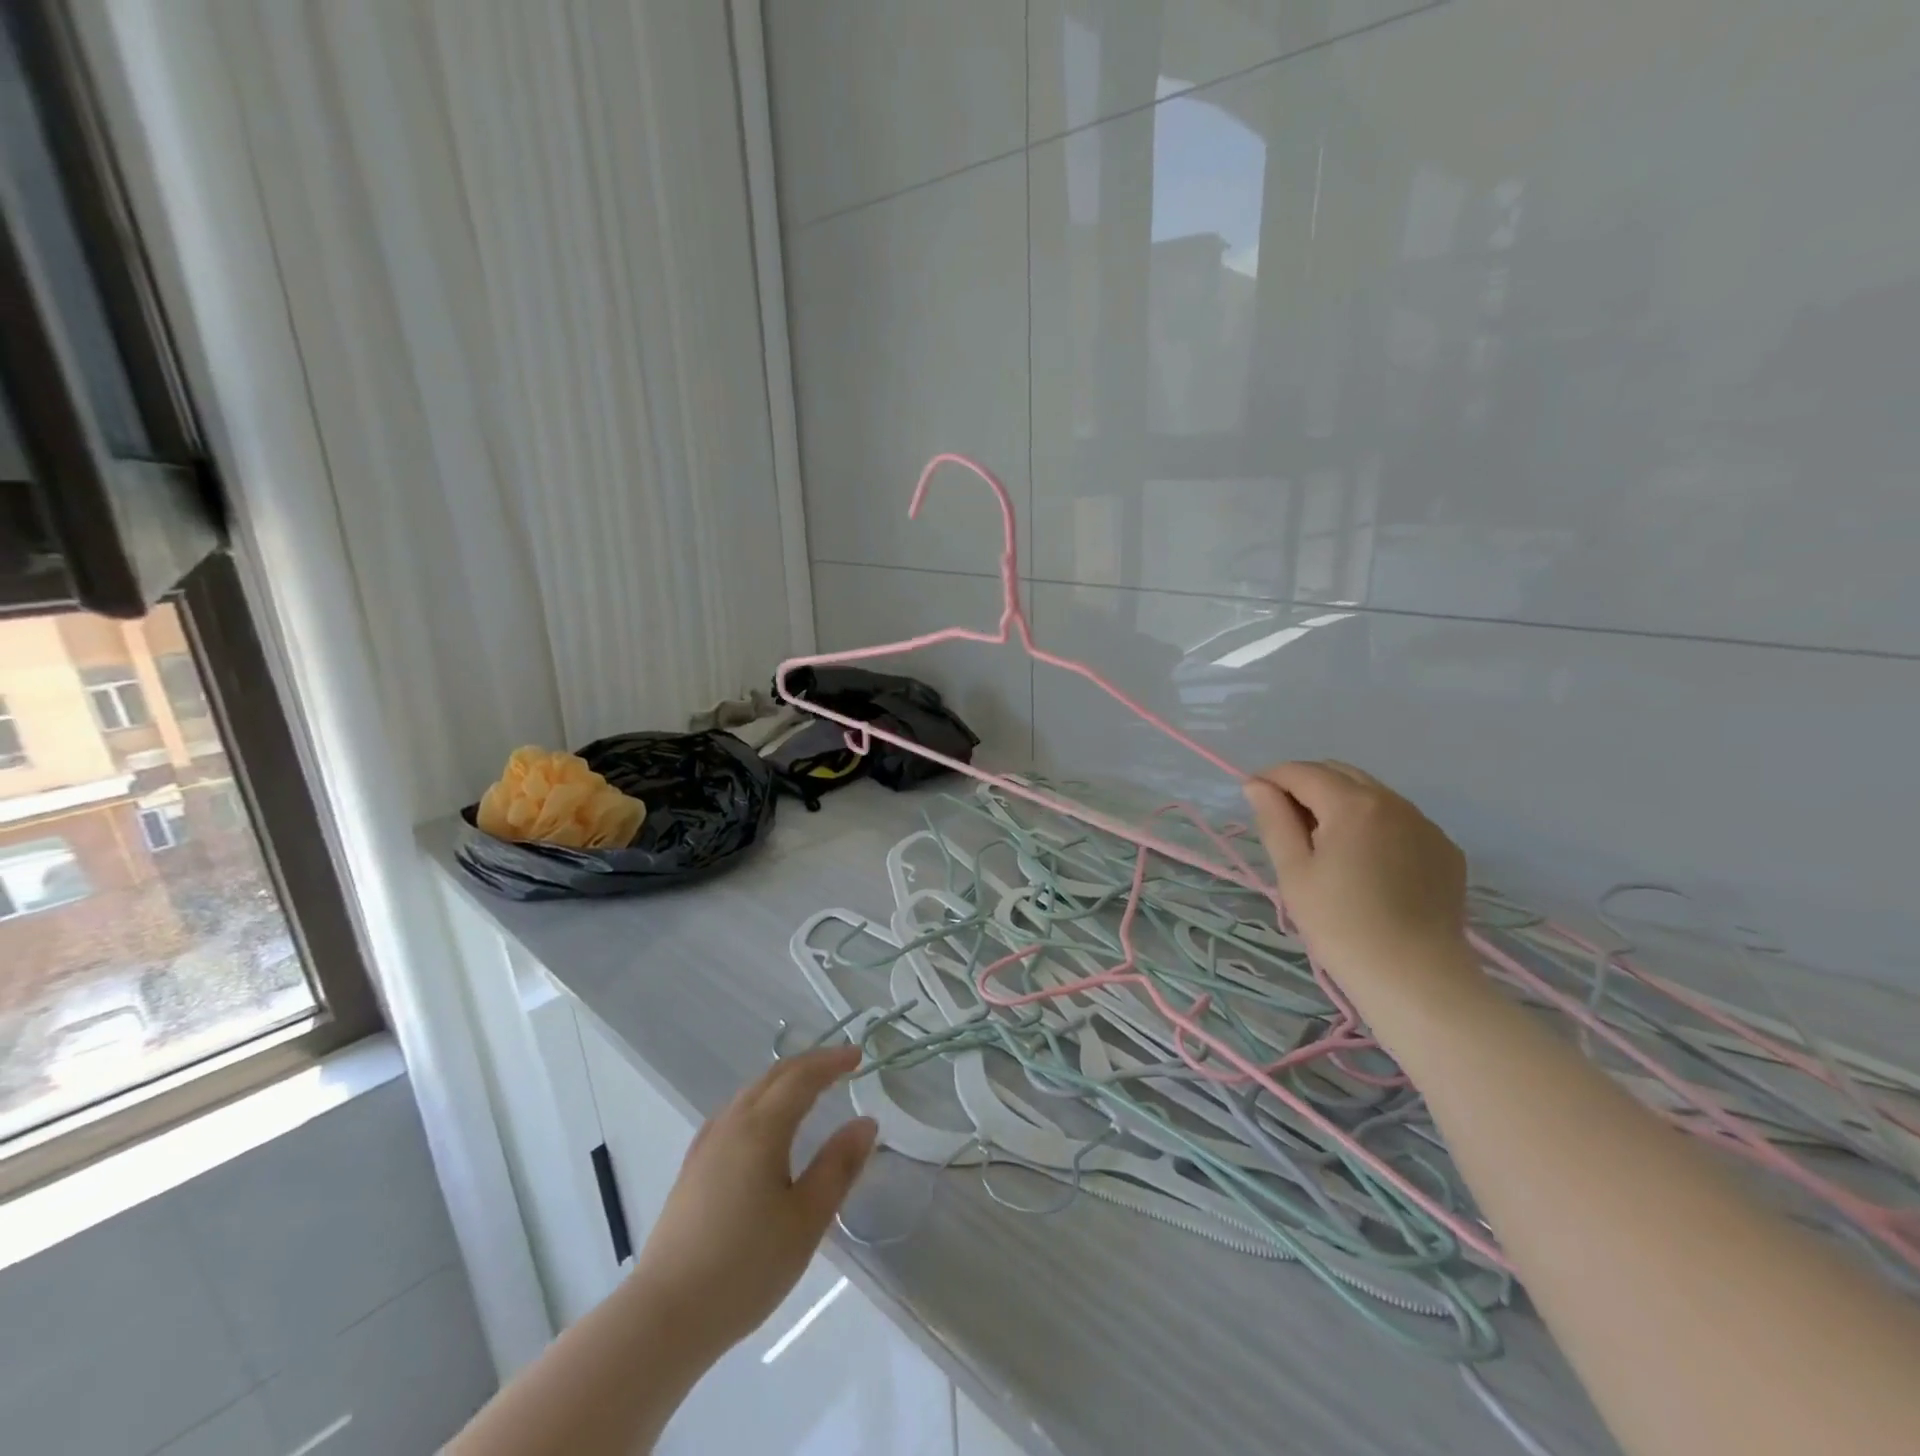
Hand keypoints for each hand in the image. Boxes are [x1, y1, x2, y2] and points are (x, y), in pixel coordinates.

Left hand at [629, 1045, 876, 1361]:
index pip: (802, 1078)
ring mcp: (707, 1145)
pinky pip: (733, 1113)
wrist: (665, 1316)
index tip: (858, 1055)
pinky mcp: (692, 1169)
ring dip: (783, 1081)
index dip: (831, 1062)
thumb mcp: (806, 1220)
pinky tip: (761, 1125)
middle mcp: (732, 1124)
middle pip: (773, 1077)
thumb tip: (866, 1123)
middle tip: (840, 1065)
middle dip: (809, 1064)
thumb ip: (838, 1166)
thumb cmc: (745, 1267)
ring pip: (750, 1093)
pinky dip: (760, 1101)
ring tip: (808, 1089)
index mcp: (762, 1129)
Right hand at [1242, 761, 1473, 1000]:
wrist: (1415, 978)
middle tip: (1286, 822)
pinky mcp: (1445, 850)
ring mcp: (1425, 825)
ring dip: (1341, 803)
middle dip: (1306, 786)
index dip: (1272, 778)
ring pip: (1372, 795)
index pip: (1302, 772)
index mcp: (1352, 804)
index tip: (1253, 799)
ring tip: (1325, 845)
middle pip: (1339, 773)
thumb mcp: (1293, 871)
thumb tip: (1258, 785)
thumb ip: (1274, 819)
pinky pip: (1400, 821)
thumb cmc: (1340, 924)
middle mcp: (1394, 802)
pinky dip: (1373, 825)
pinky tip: (1365, 863)